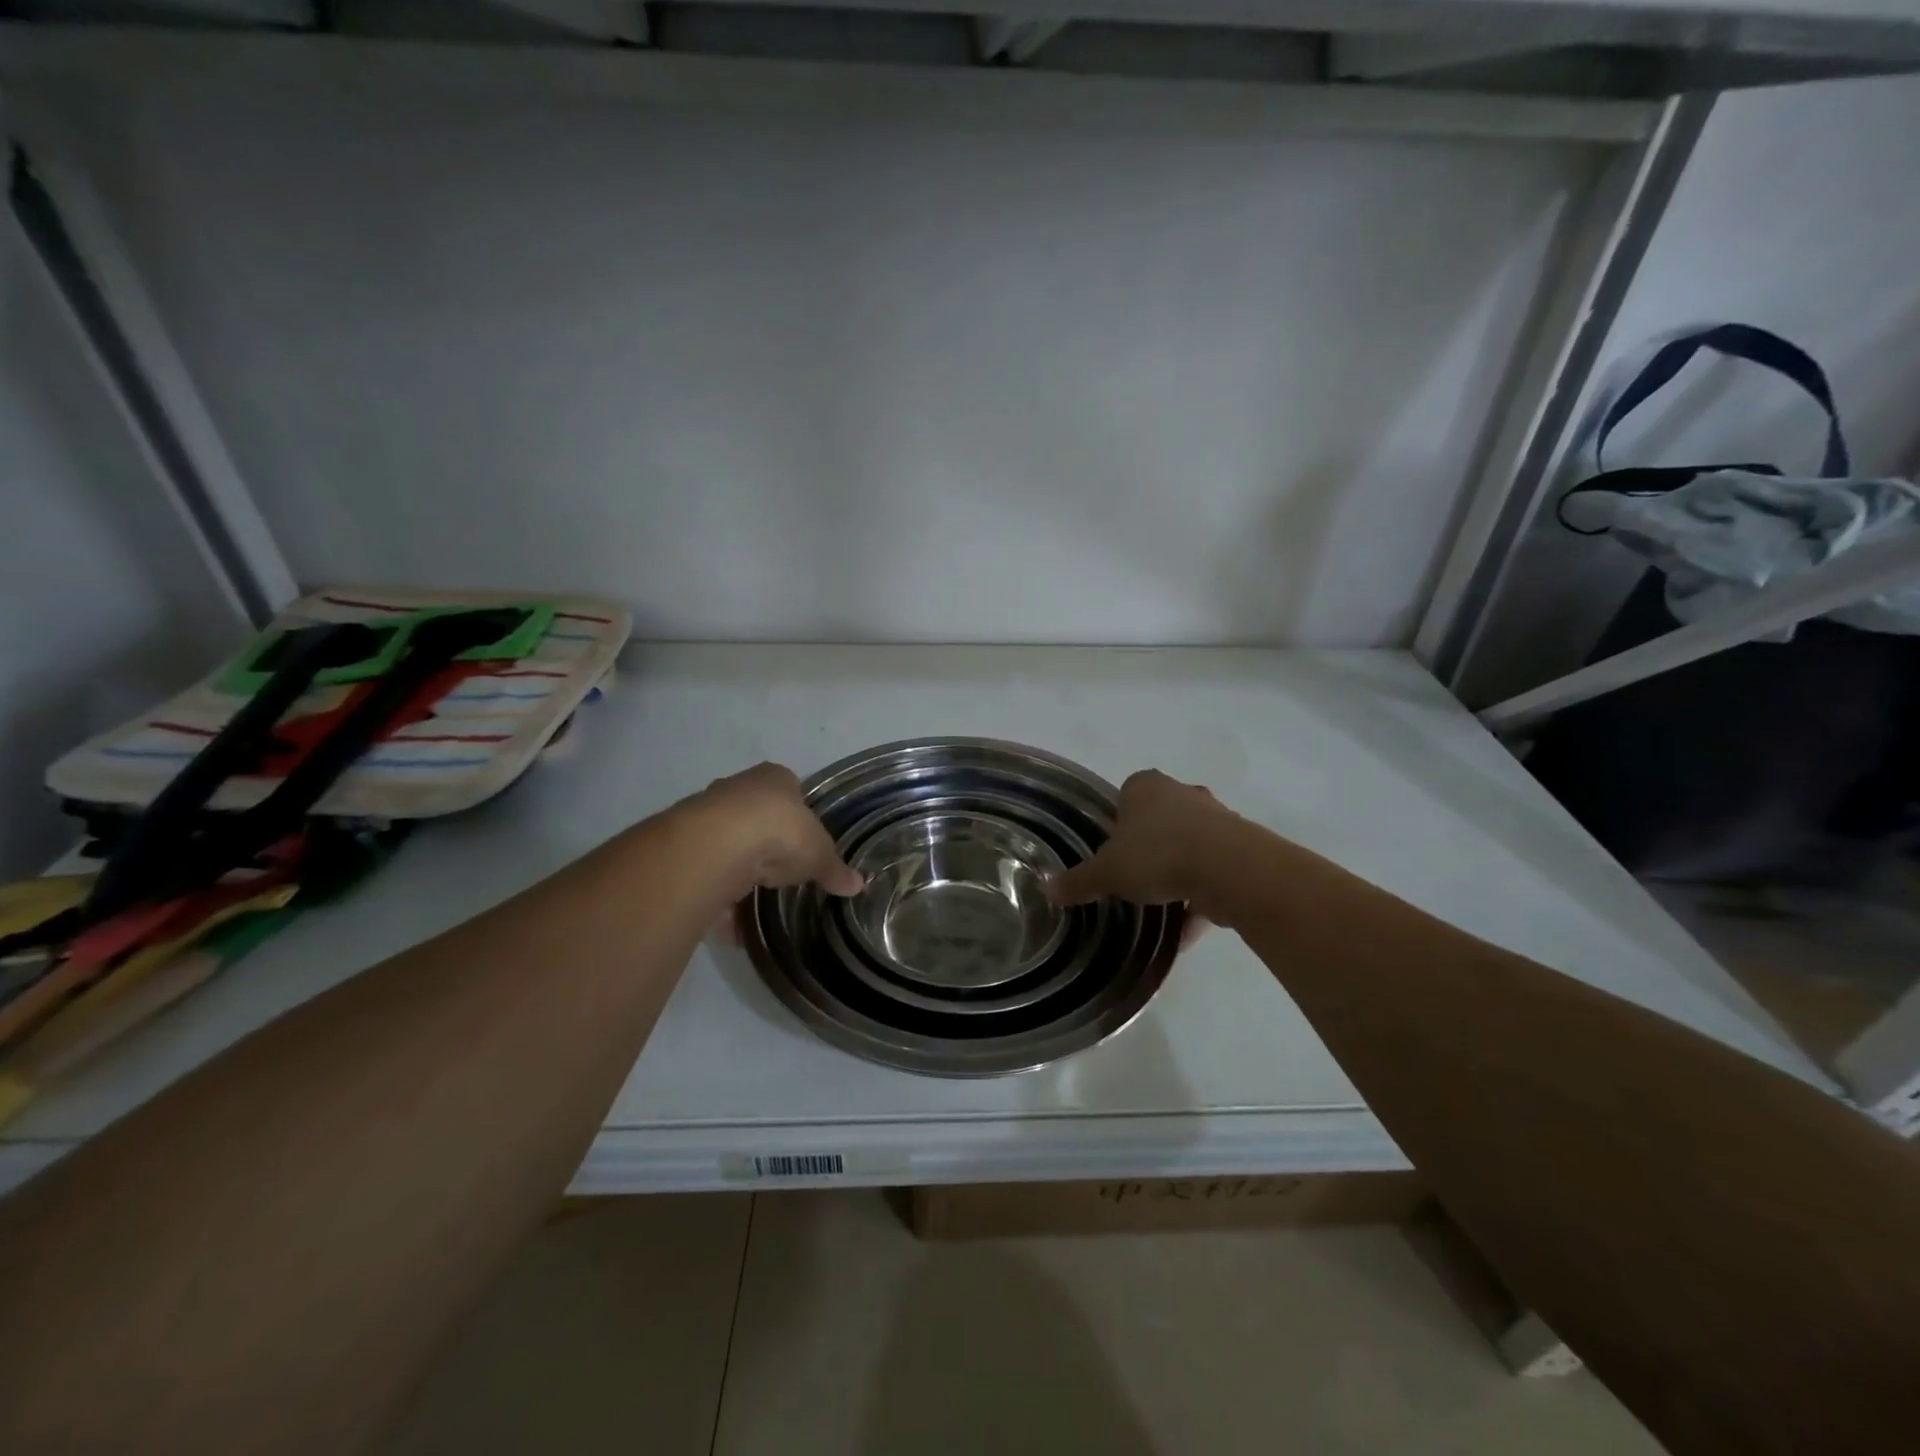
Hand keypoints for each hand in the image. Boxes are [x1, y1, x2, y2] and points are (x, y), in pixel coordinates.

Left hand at [688, 763, 862, 901]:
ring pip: (726, 843)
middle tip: (776, 872)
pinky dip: (716, 896)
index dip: (795, 814)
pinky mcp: (685, 843)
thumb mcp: (819, 854)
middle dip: (763, 842)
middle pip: (753, 814)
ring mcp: (707, 813)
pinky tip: (727, 922)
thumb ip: (835, 869)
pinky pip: (706, 873)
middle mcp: (738, 787)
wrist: (719, 844)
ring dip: (736, 871)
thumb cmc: (781, 832)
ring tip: (750, 901)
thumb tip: (859, 885)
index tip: (801, 840)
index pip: (788, 788)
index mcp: (775, 778)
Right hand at [1051, 770, 1234, 913]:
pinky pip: (1212, 875)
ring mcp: (1216, 819)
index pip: (1126, 796)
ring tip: (1159, 910)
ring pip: (1189, 847)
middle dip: (1149, 848)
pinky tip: (1185, 933)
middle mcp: (1183, 793)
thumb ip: (1078, 881)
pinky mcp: (1241, 849)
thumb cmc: (1157, 855)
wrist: (1229, 869)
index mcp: (1146, 786)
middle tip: (1133, 878)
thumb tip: (1046, 888)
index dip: (1117, 824)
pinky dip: (1199, 900)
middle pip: (1160, 820)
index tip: (1112, 852)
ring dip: (1177, 875)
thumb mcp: (1106, 873)